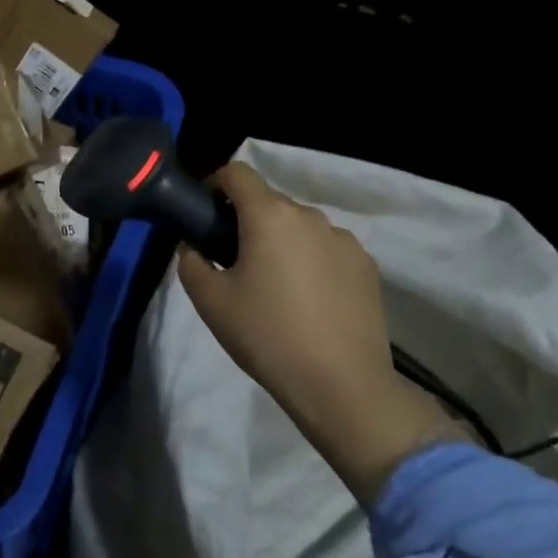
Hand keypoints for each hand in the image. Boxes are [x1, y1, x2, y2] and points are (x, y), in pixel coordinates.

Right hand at [177, 163, 457, 500]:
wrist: (341, 385)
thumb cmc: (266, 335)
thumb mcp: (209, 301)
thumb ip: (190, 261)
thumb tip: (194, 246)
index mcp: (269, 215)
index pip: (237, 173)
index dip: (215, 183)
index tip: (206, 212)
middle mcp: (310, 216)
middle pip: (269, 201)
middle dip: (247, 219)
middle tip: (233, 259)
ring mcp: (344, 240)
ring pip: (300, 226)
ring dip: (281, 240)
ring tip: (275, 284)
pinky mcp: (367, 267)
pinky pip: (327, 249)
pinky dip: (311, 260)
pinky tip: (308, 300)